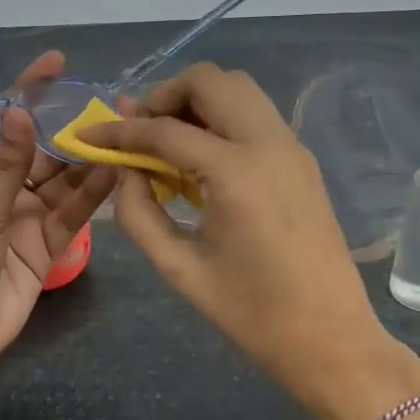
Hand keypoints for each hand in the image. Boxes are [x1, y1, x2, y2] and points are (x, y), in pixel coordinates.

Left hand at [0, 52, 118, 383]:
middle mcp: (1, 189)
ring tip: (123, 136)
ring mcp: (26, 217)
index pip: (2, 122)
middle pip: (41, 151)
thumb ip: (6, 164)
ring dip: (88, 162)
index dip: (28, 93)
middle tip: (110, 107)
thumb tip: (20, 109)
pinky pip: (72, 214)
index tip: (57, 64)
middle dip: (70, 130)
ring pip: (63, 182)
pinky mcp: (46, 246)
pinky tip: (115, 174)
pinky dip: (91, 196)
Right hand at [78, 63, 407, 414]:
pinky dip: (221, 118)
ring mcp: (292, 147)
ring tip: (167, 142)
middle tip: (138, 133)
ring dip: (195, 101)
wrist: (331, 339)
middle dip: (164, 96)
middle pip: (209, 81)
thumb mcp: (180, 268)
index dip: (119, 130)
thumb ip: (139, 214)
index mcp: (236, 173)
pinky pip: (255, 115)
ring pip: (238, 89)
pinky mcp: (302, 160)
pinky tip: (202, 160)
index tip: (88, 135)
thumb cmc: (251, 314)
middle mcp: (269, 143)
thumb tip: (124, 172)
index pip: (165, 130)